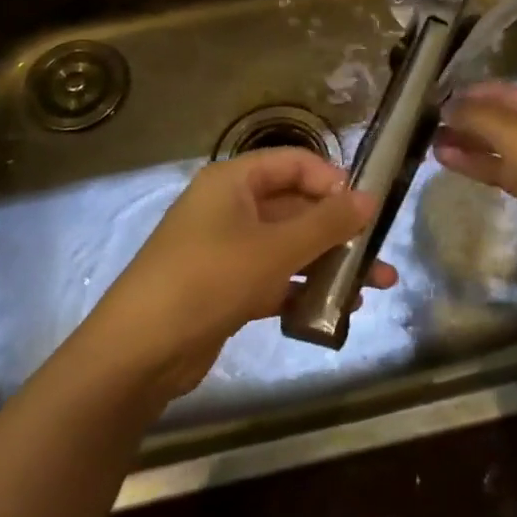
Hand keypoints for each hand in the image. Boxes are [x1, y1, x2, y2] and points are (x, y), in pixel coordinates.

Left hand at [79, 149, 395, 403]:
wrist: (137, 353)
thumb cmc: (208, 280)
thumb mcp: (274, 249)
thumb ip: (326, 223)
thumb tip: (371, 198)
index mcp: (234, 181)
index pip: (294, 164)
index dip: (332, 181)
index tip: (365, 210)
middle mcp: (231, 207)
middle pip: (295, 207)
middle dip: (339, 232)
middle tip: (379, 256)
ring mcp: (228, 249)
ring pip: (289, 246)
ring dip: (328, 264)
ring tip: (372, 288)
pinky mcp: (227, 287)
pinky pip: (275, 278)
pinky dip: (303, 290)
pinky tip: (336, 311)